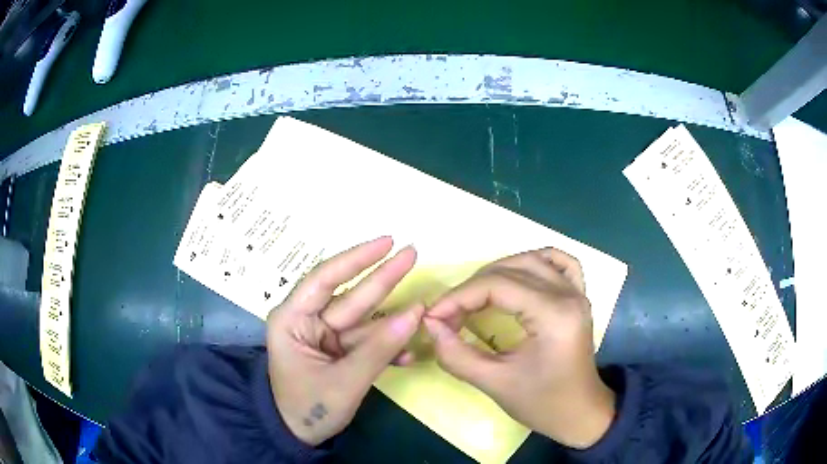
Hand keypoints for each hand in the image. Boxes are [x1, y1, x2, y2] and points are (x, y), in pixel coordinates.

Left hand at [266, 236, 423, 445]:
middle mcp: (308, 321)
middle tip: (413, 253)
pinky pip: (366, 343)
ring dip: (393, 322)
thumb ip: (379, 349)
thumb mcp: (344, 382)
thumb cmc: (308, 408)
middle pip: (350, 296)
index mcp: (292, 319)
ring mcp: (325, 337)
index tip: (387, 242)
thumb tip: (416, 314)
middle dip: (382, 278)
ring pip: (364, 321)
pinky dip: (387, 350)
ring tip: (424, 309)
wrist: (298, 436)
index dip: (356, 259)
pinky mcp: (338, 352)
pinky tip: (409, 356)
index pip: (324, 279)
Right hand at [424, 248, 615, 448]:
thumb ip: (456, 355)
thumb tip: (430, 325)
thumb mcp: (494, 384)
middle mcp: (568, 294)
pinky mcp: (579, 296)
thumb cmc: (542, 404)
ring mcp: (577, 292)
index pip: (497, 285)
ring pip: (531, 260)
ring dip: (497, 272)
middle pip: (511, 269)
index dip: (458, 297)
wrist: (580, 413)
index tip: (433, 317)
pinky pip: (560, 263)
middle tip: (449, 314)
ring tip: (474, 297)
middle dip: (472, 288)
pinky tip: (519, 276)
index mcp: (554, 315)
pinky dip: (535, 262)